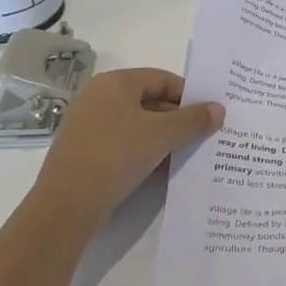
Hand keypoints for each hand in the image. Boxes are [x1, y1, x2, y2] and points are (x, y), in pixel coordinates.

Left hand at [31, 69, 223, 234]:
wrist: (66, 206)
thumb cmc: (116, 155)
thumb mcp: (162, 135)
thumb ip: (193, 120)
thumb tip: (219, 109)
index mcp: (115, 83)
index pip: (162, 79)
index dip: (189, 95)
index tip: (209, 116)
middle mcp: (99, 98)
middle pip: (150, 101)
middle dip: (178, 119)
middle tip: (203, 137)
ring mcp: (89, 126)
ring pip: (137, 125)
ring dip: (163, 139)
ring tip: (187, 155)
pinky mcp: (85, 153)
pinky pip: (123, 145)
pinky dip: (144, 153)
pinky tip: (162, 170)